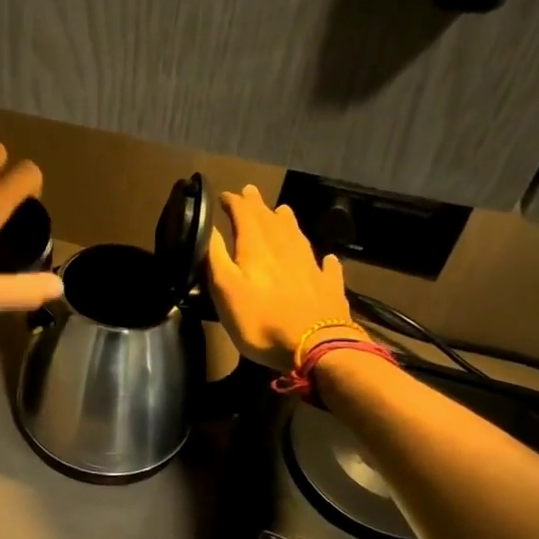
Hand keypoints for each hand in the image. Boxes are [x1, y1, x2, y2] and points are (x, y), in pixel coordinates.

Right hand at [207, 185, 353, 371]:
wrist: (317, 347)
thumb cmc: (261, 320)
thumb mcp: (225, 290)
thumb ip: (216, 258)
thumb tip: (209, 229)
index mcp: (257, 247)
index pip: (244, 215)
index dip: (234, 203)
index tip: (224, 196)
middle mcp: (285, 249)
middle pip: (270, 220)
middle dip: (258, 205)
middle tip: (250, 191)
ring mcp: (310, 267)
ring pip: (297, 236)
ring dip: (287, 222)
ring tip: (282, 211)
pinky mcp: (328, 287)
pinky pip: (326, 266)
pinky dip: (323, 260)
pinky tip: (326, 259)